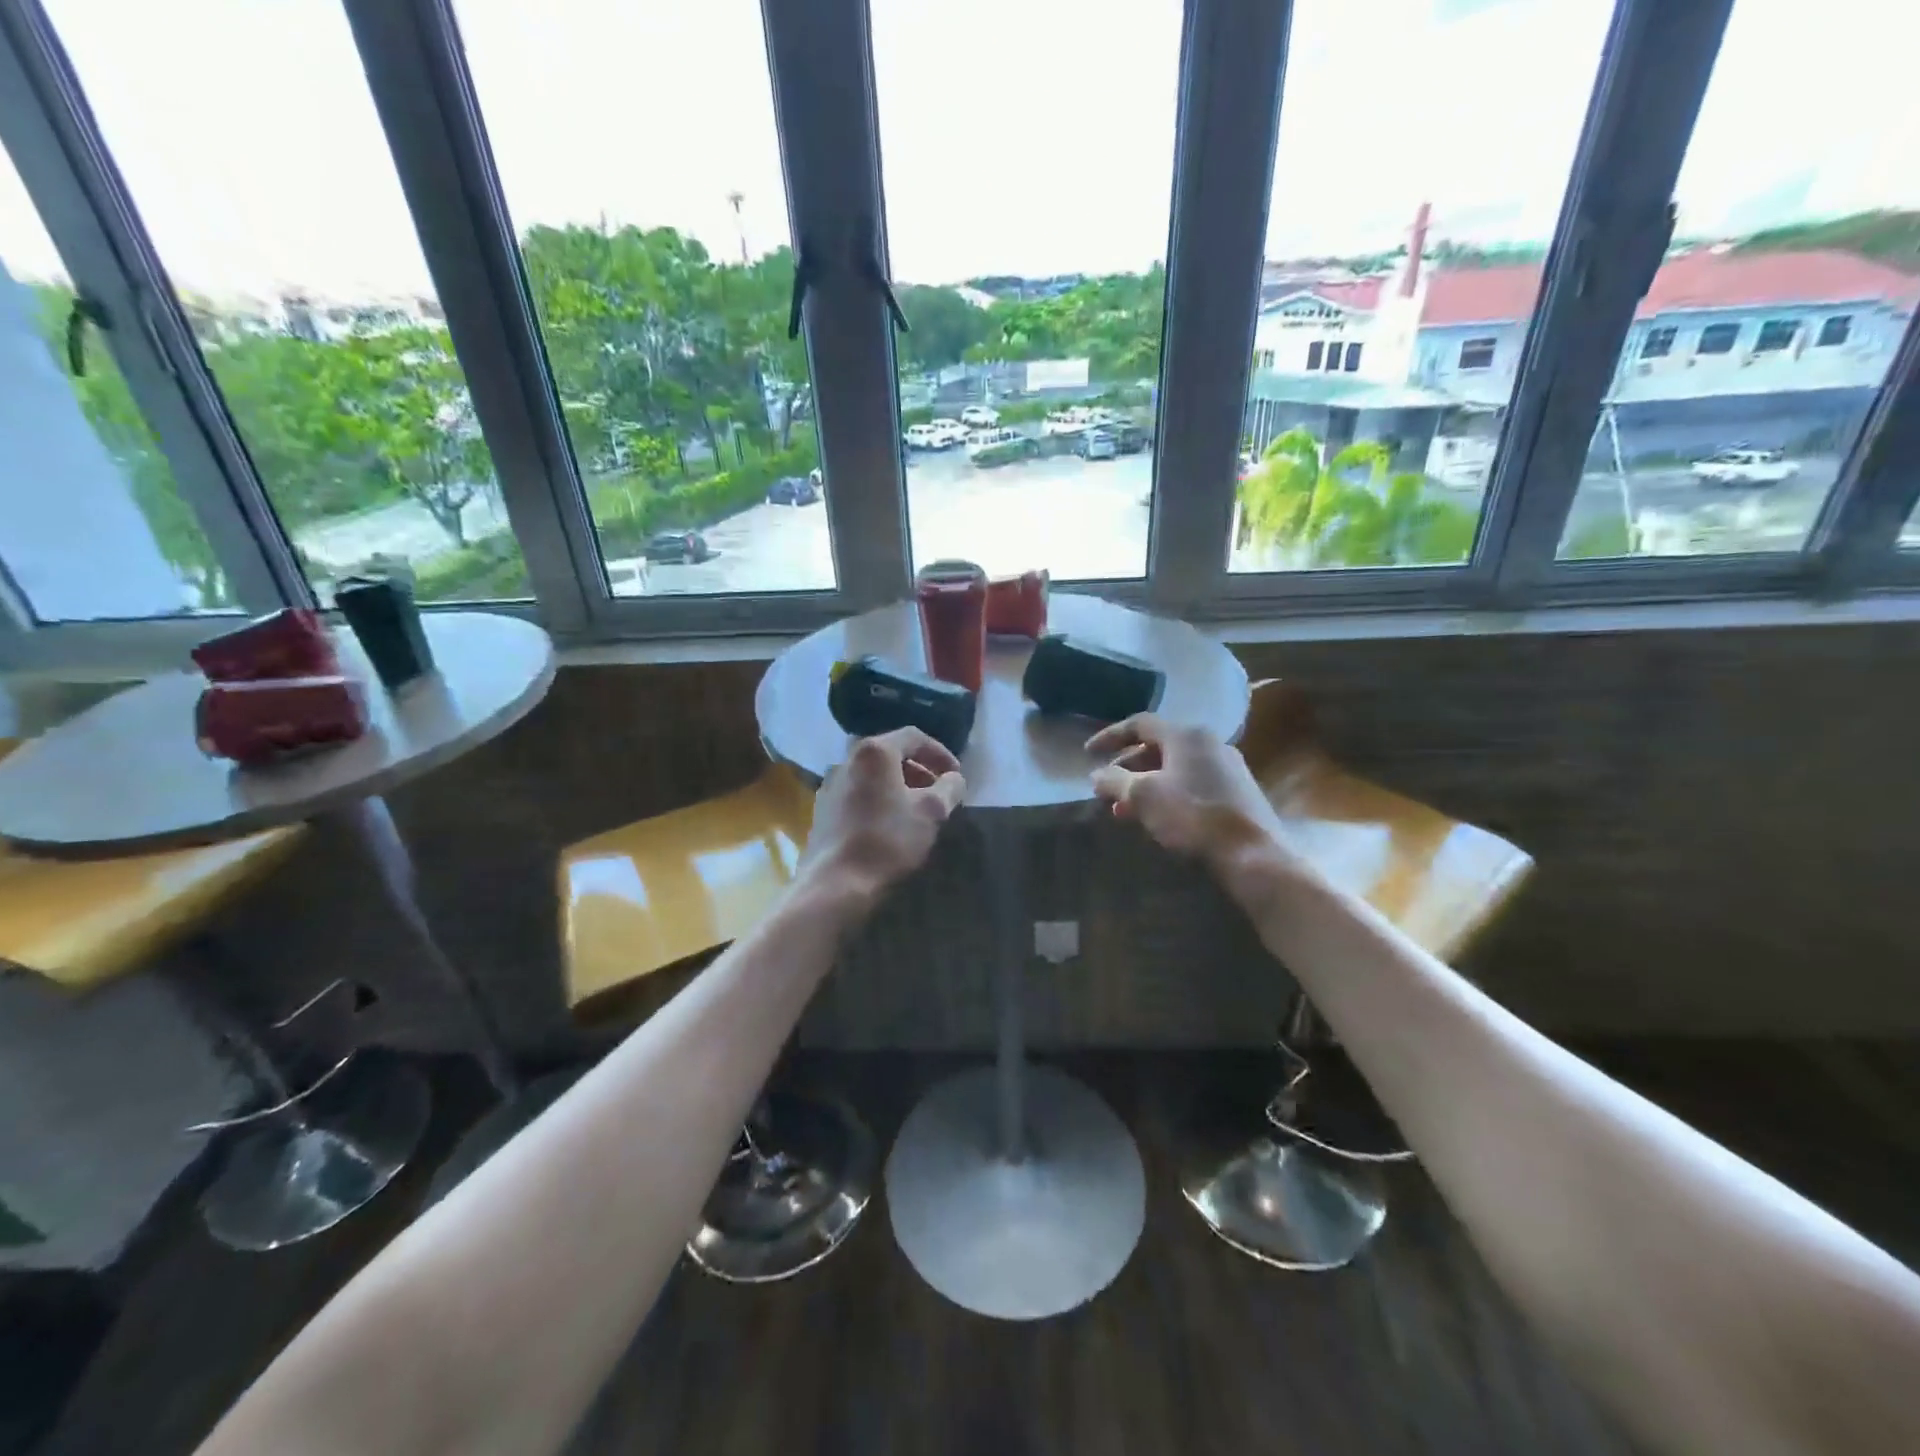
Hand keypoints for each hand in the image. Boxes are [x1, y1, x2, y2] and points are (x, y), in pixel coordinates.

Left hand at [801, 728, 966, 910]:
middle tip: (938, 792)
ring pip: (872, 775)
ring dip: (898, 786)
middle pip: (890, 754)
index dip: (940, 753)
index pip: (914, 737)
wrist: (836, 882)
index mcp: (874, 752)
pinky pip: (858, 794)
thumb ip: (949, 788)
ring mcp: (830, 785)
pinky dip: (879, 799)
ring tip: (917, 810)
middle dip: (919, 770)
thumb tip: (954, 778)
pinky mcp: (822, 810)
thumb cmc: (888, 840)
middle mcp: (847, 760)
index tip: (956, 776)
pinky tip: (889, 824)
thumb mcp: (932, 812)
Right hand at [1087, 714, 1283, 865]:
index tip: (1088, 753)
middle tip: (1107, 788)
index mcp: (1186, 735)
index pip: (1140, 724)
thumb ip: (1115, 781)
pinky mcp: (1237, 793)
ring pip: (1175, 769)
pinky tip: (1157, 819)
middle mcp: (1209, 743)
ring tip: (1124, 811)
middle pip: (1158, 747)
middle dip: (1127, 767)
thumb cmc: (1193, 816)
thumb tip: (1097, 775)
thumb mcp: (1143, 796)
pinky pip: (1192, 784)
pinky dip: (1167, 795)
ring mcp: (1228, 768)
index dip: (1110, 736)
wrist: (1253, 853)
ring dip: (1145, 785)